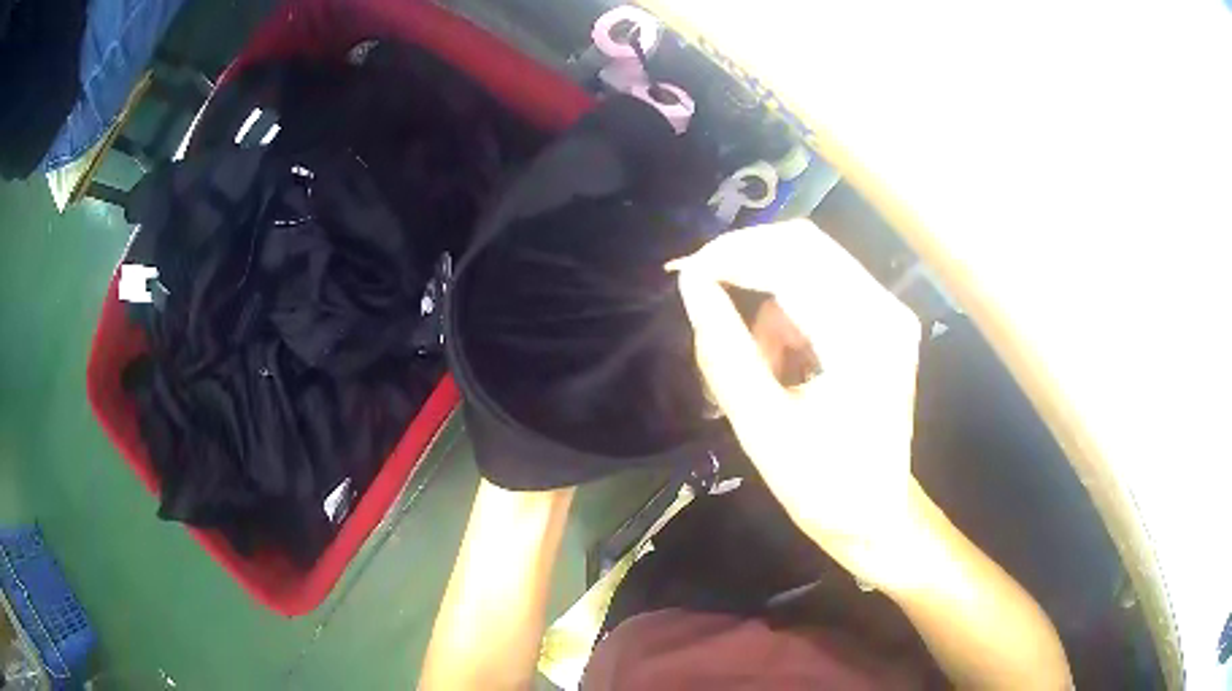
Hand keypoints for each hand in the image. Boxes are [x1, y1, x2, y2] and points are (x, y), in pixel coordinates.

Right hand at [669, 219, 922, 578]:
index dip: (731, 255)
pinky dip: (787, 312)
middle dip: (744, 260)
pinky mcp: (881, 321)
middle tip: (700, 291)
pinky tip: (782, 361)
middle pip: (803, 244)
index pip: (791, 259)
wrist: (877, 515)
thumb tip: (691, 285)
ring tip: (757, 362)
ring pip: (809, 261)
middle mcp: (884, 309)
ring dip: (766, 294)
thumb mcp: (763, 427)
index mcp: (863, 338)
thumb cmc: (823, 487)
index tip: (684, 275)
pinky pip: (821, 287)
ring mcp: (887, 312)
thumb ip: (724, 350)